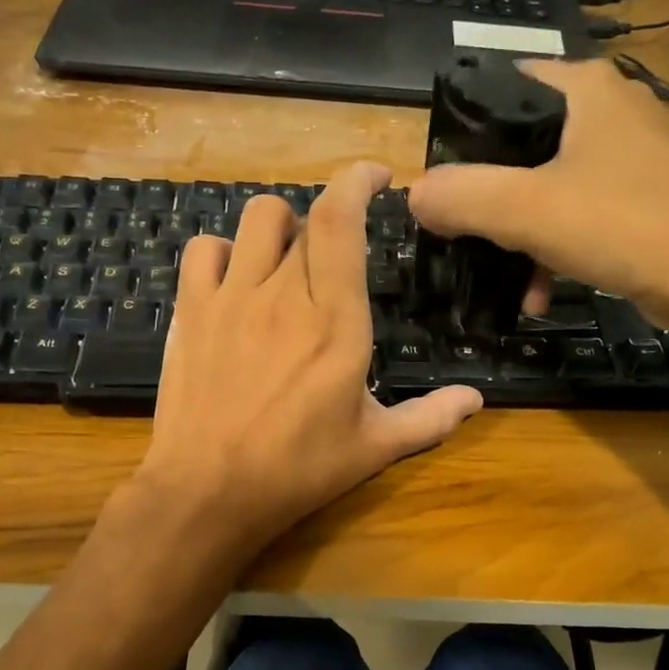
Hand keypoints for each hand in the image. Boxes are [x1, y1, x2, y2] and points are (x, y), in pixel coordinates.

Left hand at [133, 162, 483, 556]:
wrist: (208, 492)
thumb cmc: (298, 470)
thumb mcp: (374, 448)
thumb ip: (429, 418)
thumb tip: (476, 399)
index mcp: (336, 321)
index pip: (341, 221)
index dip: (357, 181)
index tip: (377, 177)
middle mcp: (284, 295)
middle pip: (303, 216)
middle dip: (327, 218)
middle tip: (337, 251)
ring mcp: (231, 298)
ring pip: (256, 220)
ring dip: (280, 227)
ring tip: (288, 261)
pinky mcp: (191, 312)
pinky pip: (205, 250)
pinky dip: (225, 252)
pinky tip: (235, 281)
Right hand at [406, 58, 668, 329]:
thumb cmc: (623, 227)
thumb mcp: (525, 211)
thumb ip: (461, 196)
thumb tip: (414, 194)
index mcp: (585, 88)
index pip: (500, 88)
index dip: (462, 134)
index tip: (442, 183)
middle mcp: (613, 107)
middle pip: (522, 145)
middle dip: (490, 198)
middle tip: (466, 235)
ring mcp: (637, 152)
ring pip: (552, 185)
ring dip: (521, 235)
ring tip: (508, 280)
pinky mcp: (651, 194)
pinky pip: (584, 212)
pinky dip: (557, 247)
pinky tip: (542, 291)